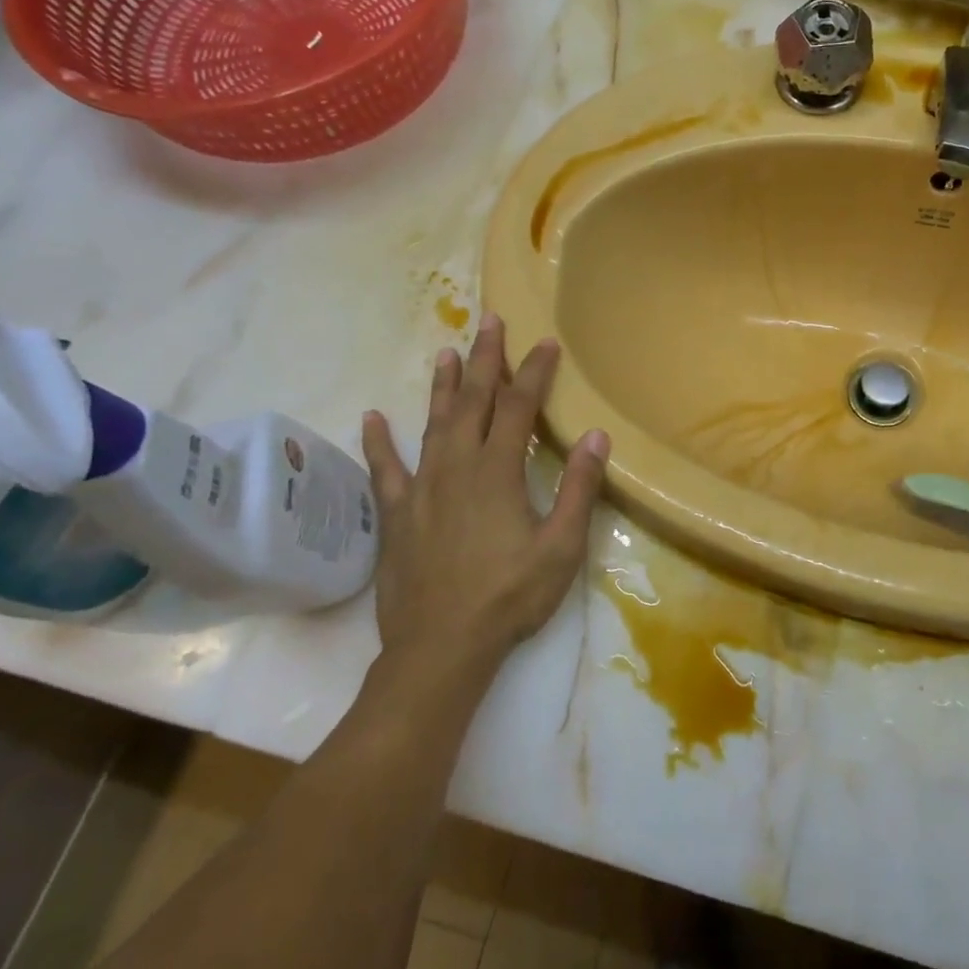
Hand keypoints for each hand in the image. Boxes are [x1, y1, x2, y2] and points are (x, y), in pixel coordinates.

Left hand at [362, 314, 608, 673]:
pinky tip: (372, 418)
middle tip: (489, 322)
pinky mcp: (397, 515)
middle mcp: (456, 468)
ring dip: (442, 387)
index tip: (546, 343)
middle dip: (484, 360)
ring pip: (432, 425)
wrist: (442, 647)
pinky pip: (385, 470)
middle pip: (472, 402)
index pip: (518, 408)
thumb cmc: (510, 596)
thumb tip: (597, 436)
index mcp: (497, 472)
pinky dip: (379, 442)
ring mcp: (422, 489)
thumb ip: (578, 488)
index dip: (534, 373)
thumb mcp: (561, 547)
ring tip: (446, 352)